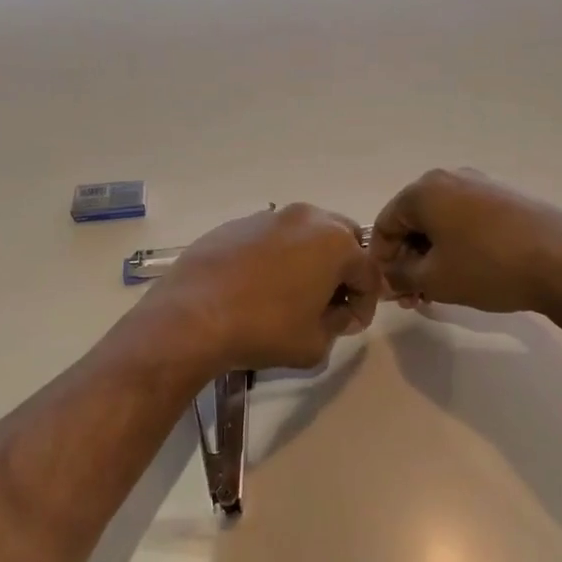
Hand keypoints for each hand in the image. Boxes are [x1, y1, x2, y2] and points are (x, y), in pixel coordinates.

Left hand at [139, 204, 381, 373]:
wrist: (192, 316)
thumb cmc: (264, 330)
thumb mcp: (316, 344)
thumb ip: (338, 324)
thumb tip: (335, 312)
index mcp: (335, 242)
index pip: (368, 273)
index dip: (364, 304)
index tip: (349, 325)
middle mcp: (305, 218)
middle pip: (341, 241)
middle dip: (341, 271)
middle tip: (326, 303)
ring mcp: (266, 217)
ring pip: (303, 235)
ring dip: (307, 260)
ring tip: (290, 294)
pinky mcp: (234, 224)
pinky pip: (268, 238)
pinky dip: (273, 257)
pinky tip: (255, 286)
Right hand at [370, 168, 561, 315]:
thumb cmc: (487, 267)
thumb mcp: (433, 279)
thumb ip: (399, 276)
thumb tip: (388, 276)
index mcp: (423, 190)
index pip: (384, 225)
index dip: (381, 260)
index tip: (389, 290)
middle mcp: (450, 178)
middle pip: (413, 221)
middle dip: (407, 260)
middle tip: (412, 296)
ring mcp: (482, 186)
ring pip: (441, 224)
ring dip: (432, 257)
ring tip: (438, 292)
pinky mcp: (507, 200)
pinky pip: (466, 222)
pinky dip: (457, 247)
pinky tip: (466, 275)